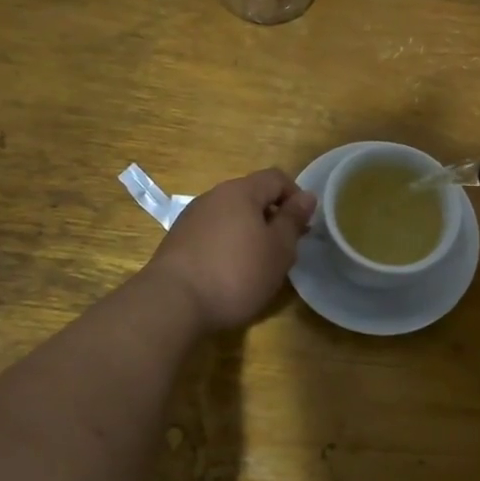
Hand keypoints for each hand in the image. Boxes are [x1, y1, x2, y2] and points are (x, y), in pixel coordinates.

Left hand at [144, 168, 316, 330]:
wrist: (172, 303)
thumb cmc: (236, 273)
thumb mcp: (278, 249)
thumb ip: (293, 220)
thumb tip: (307, 196)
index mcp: (241, 191)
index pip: (276, 178)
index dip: (295, 197)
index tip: (303, 226)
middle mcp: (214, 196)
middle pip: (251, 196)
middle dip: (272, 217)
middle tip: (283, 249)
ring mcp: (192, 218)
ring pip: (231, 216)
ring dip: (249, 232)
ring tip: (257, 264)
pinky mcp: (177, 241)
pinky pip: (212, 233)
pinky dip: (227, 245)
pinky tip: (229, 273)